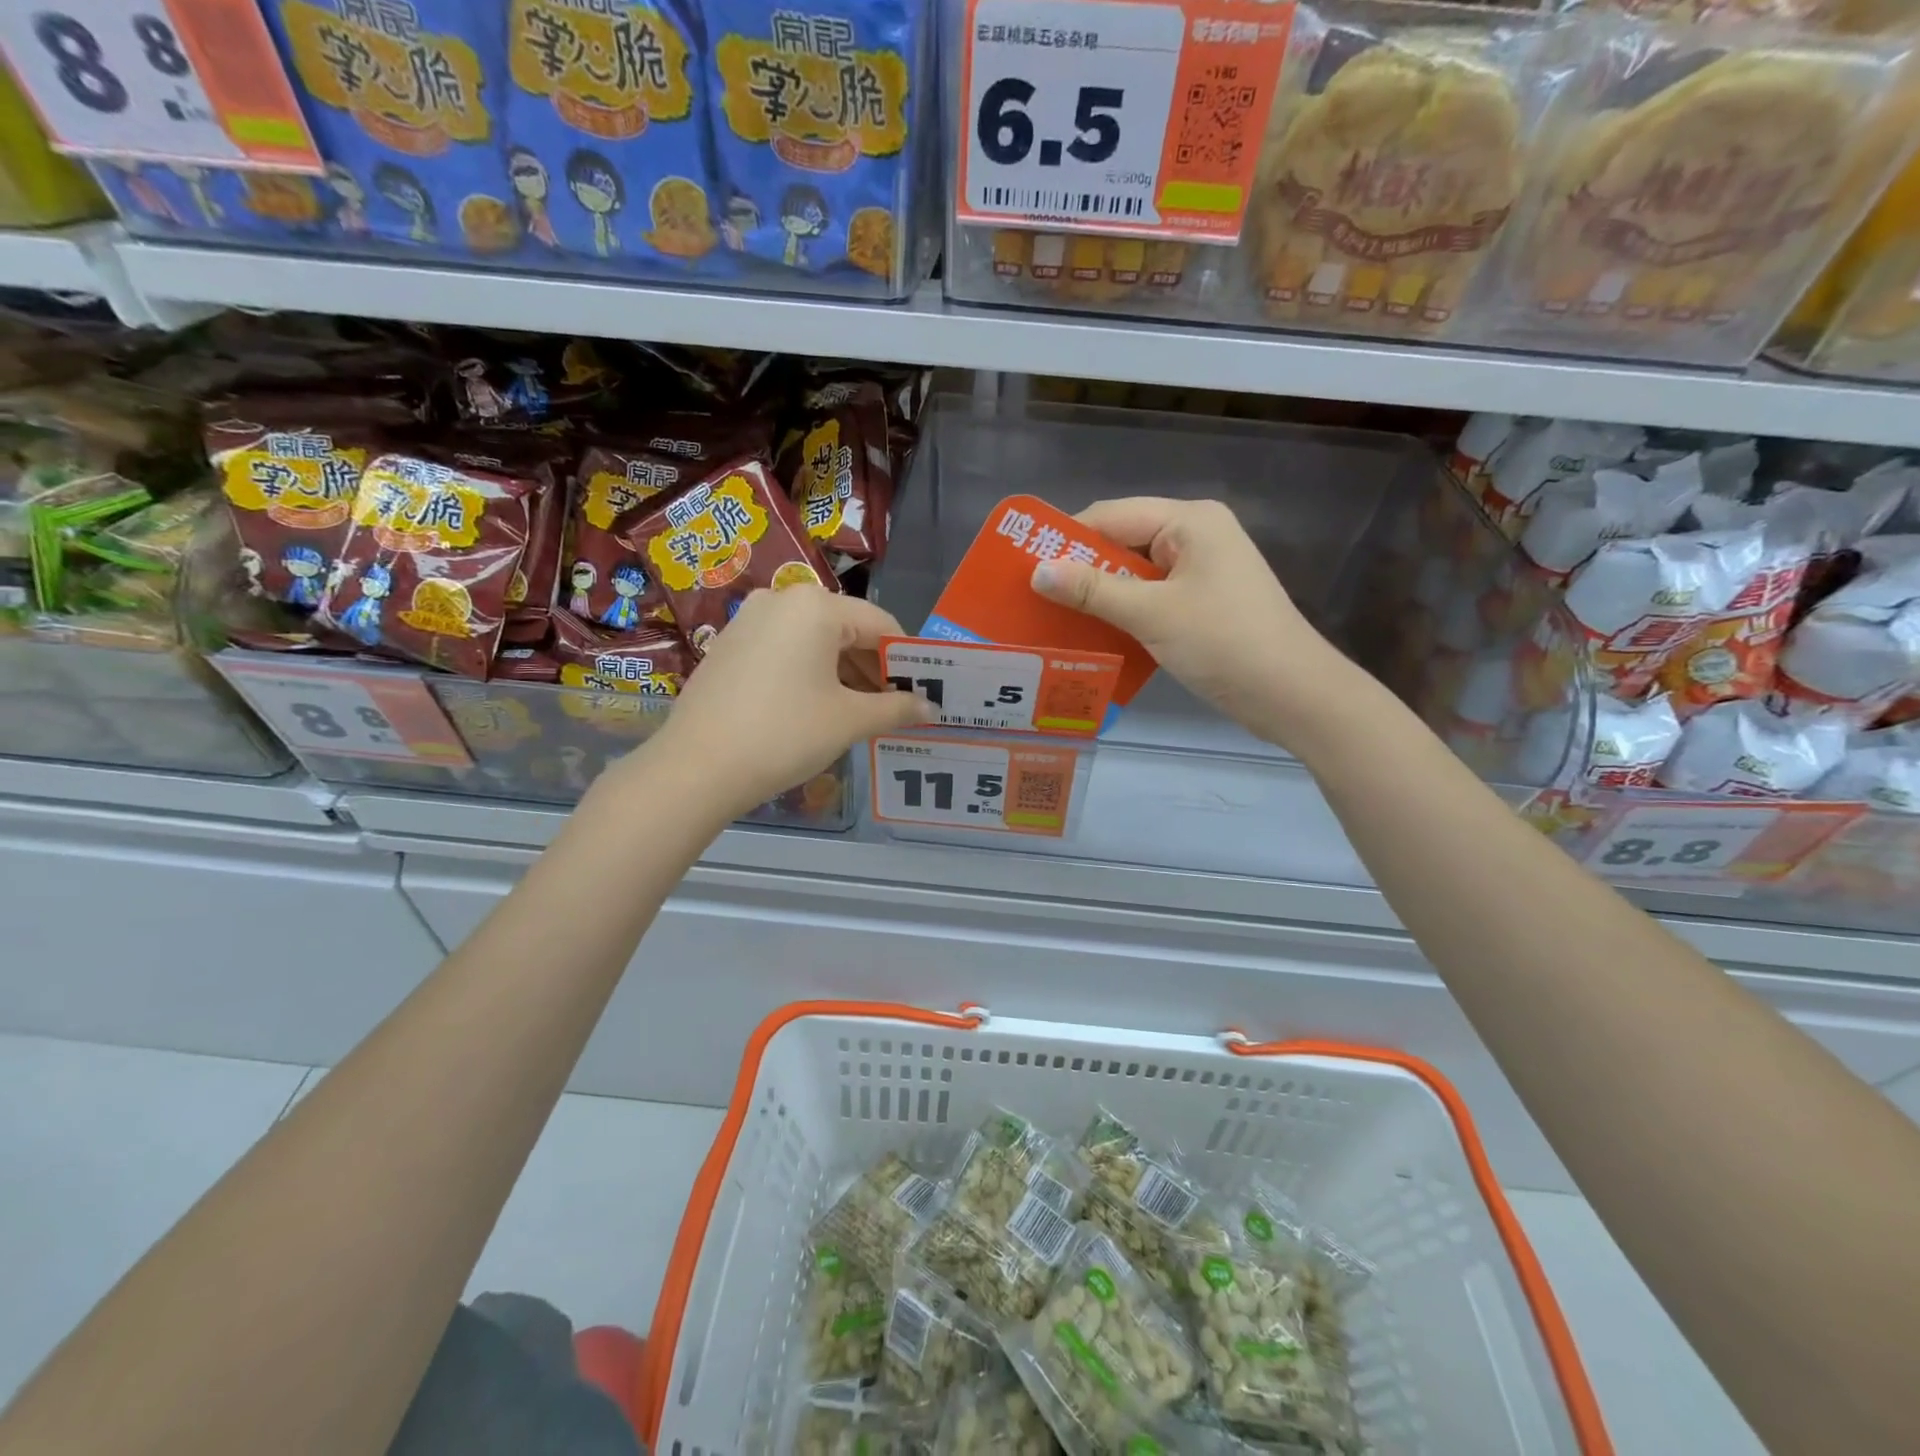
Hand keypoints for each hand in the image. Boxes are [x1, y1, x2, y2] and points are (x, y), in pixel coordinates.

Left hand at [641, 585, 934, 818]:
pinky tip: (814, 709)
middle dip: (873, 668)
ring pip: (814, 641)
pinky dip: (809, 673)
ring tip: (857, 713)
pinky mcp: (728, 645)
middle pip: (847, 628)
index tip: (920, 693)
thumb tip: (931, 708)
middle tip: (892, 708)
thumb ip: (896, 708)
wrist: (697, 767)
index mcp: (816, 606)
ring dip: (843, 673)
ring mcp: (749, 620)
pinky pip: (784, 650)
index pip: (881, 624)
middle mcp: (781, 600)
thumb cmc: (785, 734)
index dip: (906, 660)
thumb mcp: (849, 721)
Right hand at [1030, 498, 1357, 747]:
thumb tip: (1037, 571)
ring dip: (1100, 595)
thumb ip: (1093, 590)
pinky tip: (1094, 634)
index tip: (1024, 568)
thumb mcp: (1152, 614)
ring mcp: (1203, 570)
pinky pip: (1151, 598)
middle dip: (1081, 570)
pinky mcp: (1204, 602)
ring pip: (1135, 574)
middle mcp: (1196, 535)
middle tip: (1033, 598)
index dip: (1066, 539)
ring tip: (1054, 619)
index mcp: (1190, 520)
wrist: (1292, 694)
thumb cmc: (1224, 643)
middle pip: (1122, 543)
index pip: (1111, 515)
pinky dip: (1124, 613)